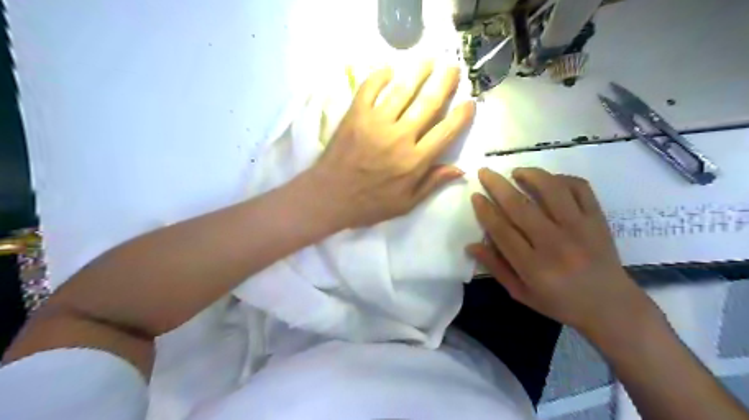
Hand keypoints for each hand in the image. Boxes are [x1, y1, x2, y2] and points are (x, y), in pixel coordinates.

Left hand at [309, 61, 471, 228]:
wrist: (330, 197)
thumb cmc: (370, 203)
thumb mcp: (405, 203)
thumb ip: (432, 184)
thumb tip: (460, 169)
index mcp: (415, 161)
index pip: (446, 132)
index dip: (461, 116)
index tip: (470, 103)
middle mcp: (400, 137)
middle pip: (428, 104)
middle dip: (444, 83)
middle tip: (453, 68)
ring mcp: (376, 123)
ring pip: (402, 91)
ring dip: (418, 72)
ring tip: (428, 60)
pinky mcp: (355, 115)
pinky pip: (369, 89)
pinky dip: (379, 76)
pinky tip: (389, 69)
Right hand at [466, 167, 655, 336]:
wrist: (612, 307)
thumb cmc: (560, 303)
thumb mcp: (521, 293)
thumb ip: (496, 268)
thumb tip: (470, 245)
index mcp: (534, 267)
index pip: (501, 230)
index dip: (485, 210)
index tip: (475, 195)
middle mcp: (555, 244)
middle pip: (520, 206)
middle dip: (497, 185)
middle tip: (485, 172)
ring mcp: (580, 229)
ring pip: (551, 190)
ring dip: (530, 175)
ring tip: (517, 172)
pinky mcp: (598, 220)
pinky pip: (580, 188)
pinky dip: (562, 178)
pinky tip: (549, 181)